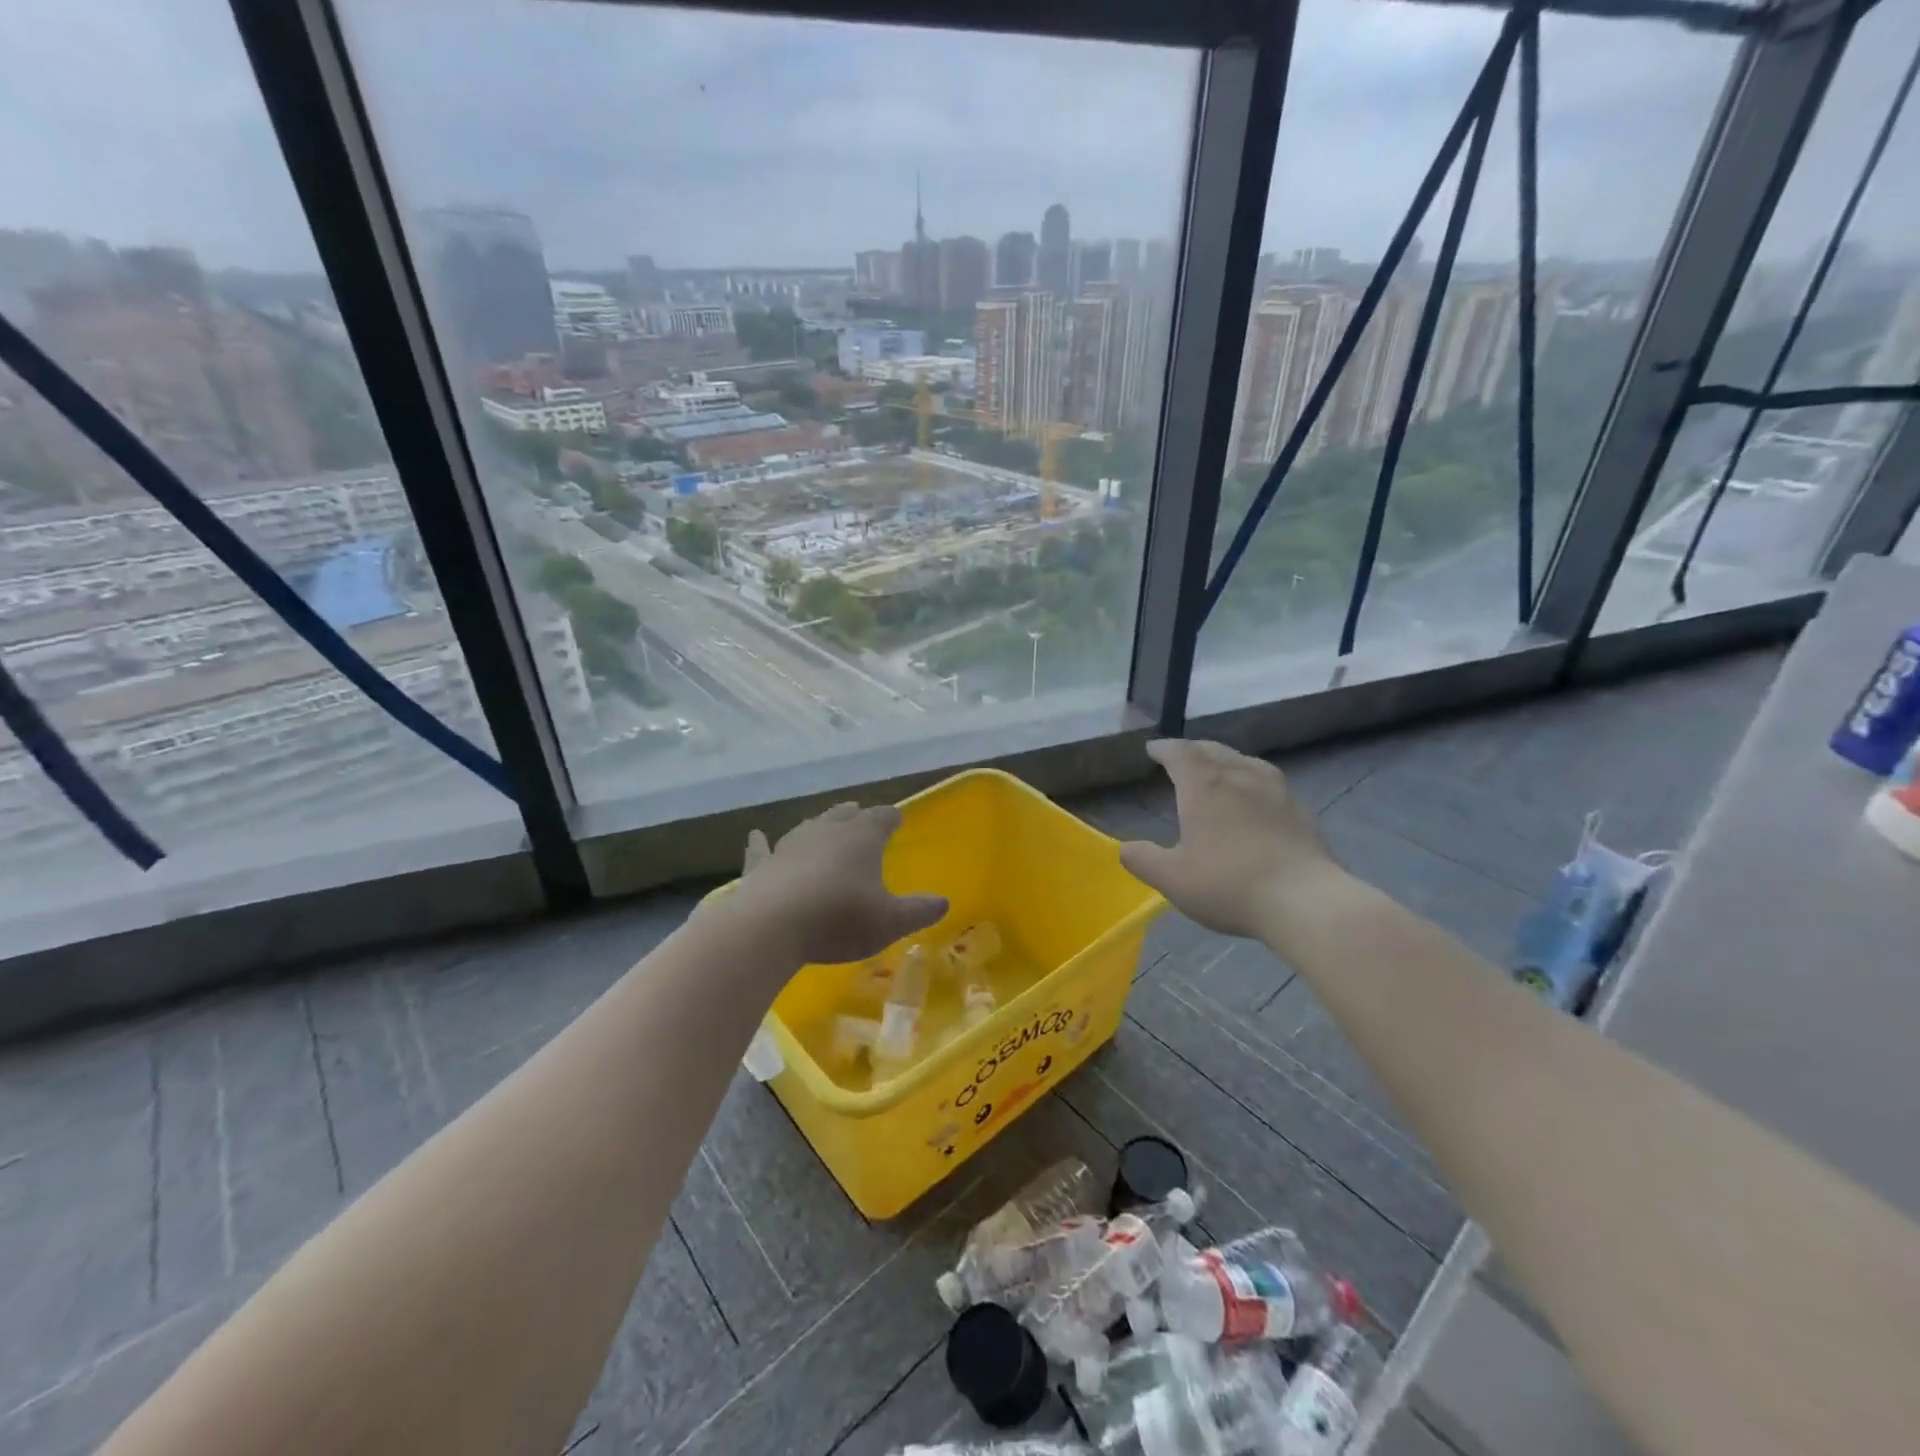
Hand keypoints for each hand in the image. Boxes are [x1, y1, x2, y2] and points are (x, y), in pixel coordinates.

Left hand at [729, 802, 947, 966]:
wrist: (773, 926)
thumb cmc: (840, 919)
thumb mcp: (890, 921)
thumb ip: (919, 911)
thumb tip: (944, 902)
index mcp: (862, 838)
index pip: (882, 818)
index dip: (891, 817)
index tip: (897, 816)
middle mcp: (826, 832)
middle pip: (844, 816)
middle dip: (854, 815)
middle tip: (859, 811)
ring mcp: (790, 845)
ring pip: (808, 827)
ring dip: (818, 825)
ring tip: (824, 821)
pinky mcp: (762, 866)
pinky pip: (762, 850)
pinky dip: (760, 843)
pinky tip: (755, 835)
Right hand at [1118, 739, 1342, 938]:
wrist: (1305, 901)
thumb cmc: (1229, 885)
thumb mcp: (1173, 879)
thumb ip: (1144, 860)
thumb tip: (1124, 848)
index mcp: (1204, 787)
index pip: (1180, 754)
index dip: (1164, 749)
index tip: (1153, 749)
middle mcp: (1239, 777)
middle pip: (1213, 751)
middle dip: (1193, 749)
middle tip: (1181, 755)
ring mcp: (1275, 791)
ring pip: (1245, 761)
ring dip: (1225, 759)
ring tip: (1218, 767)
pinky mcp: (1300, 810)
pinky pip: (1269, 781)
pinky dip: (1252, 779)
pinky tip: (1256, 796)